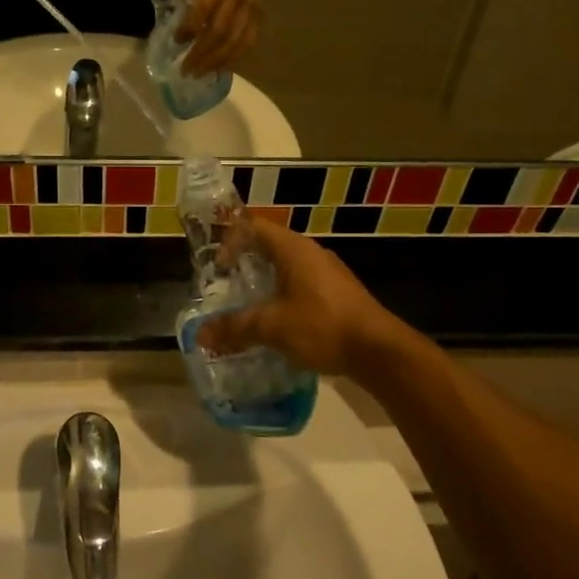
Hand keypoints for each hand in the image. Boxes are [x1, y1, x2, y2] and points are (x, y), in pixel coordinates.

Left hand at [177, 0, 260, 73]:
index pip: (203, 8)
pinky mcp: (257, 14)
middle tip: (186, 70)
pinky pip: (248, 40)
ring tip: (201, 73)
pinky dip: (235, 56)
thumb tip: (176, 23)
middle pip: (218, 31)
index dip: (189, 27)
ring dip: (216, 60)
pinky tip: (223, 67)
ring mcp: (249, 7)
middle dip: (201, 53)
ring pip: (234, 40)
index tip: (175, 42)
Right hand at [197, 219, 404, 377]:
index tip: (219, 270)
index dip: (231, 241)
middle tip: (226, 292)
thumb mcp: (272, 327)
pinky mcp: (338, 296)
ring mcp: (328, 275)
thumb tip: (200, 335)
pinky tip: (277, 328)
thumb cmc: (322, 326)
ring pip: (286, 272)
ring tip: (247, 312)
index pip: (254, 227)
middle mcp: (312, 254)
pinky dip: (283, 301)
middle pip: (269, 249)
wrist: (378, 351)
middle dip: (245, 268)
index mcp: (294, 249)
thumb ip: (234, 328)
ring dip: (264, 287)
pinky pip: (301, 289)